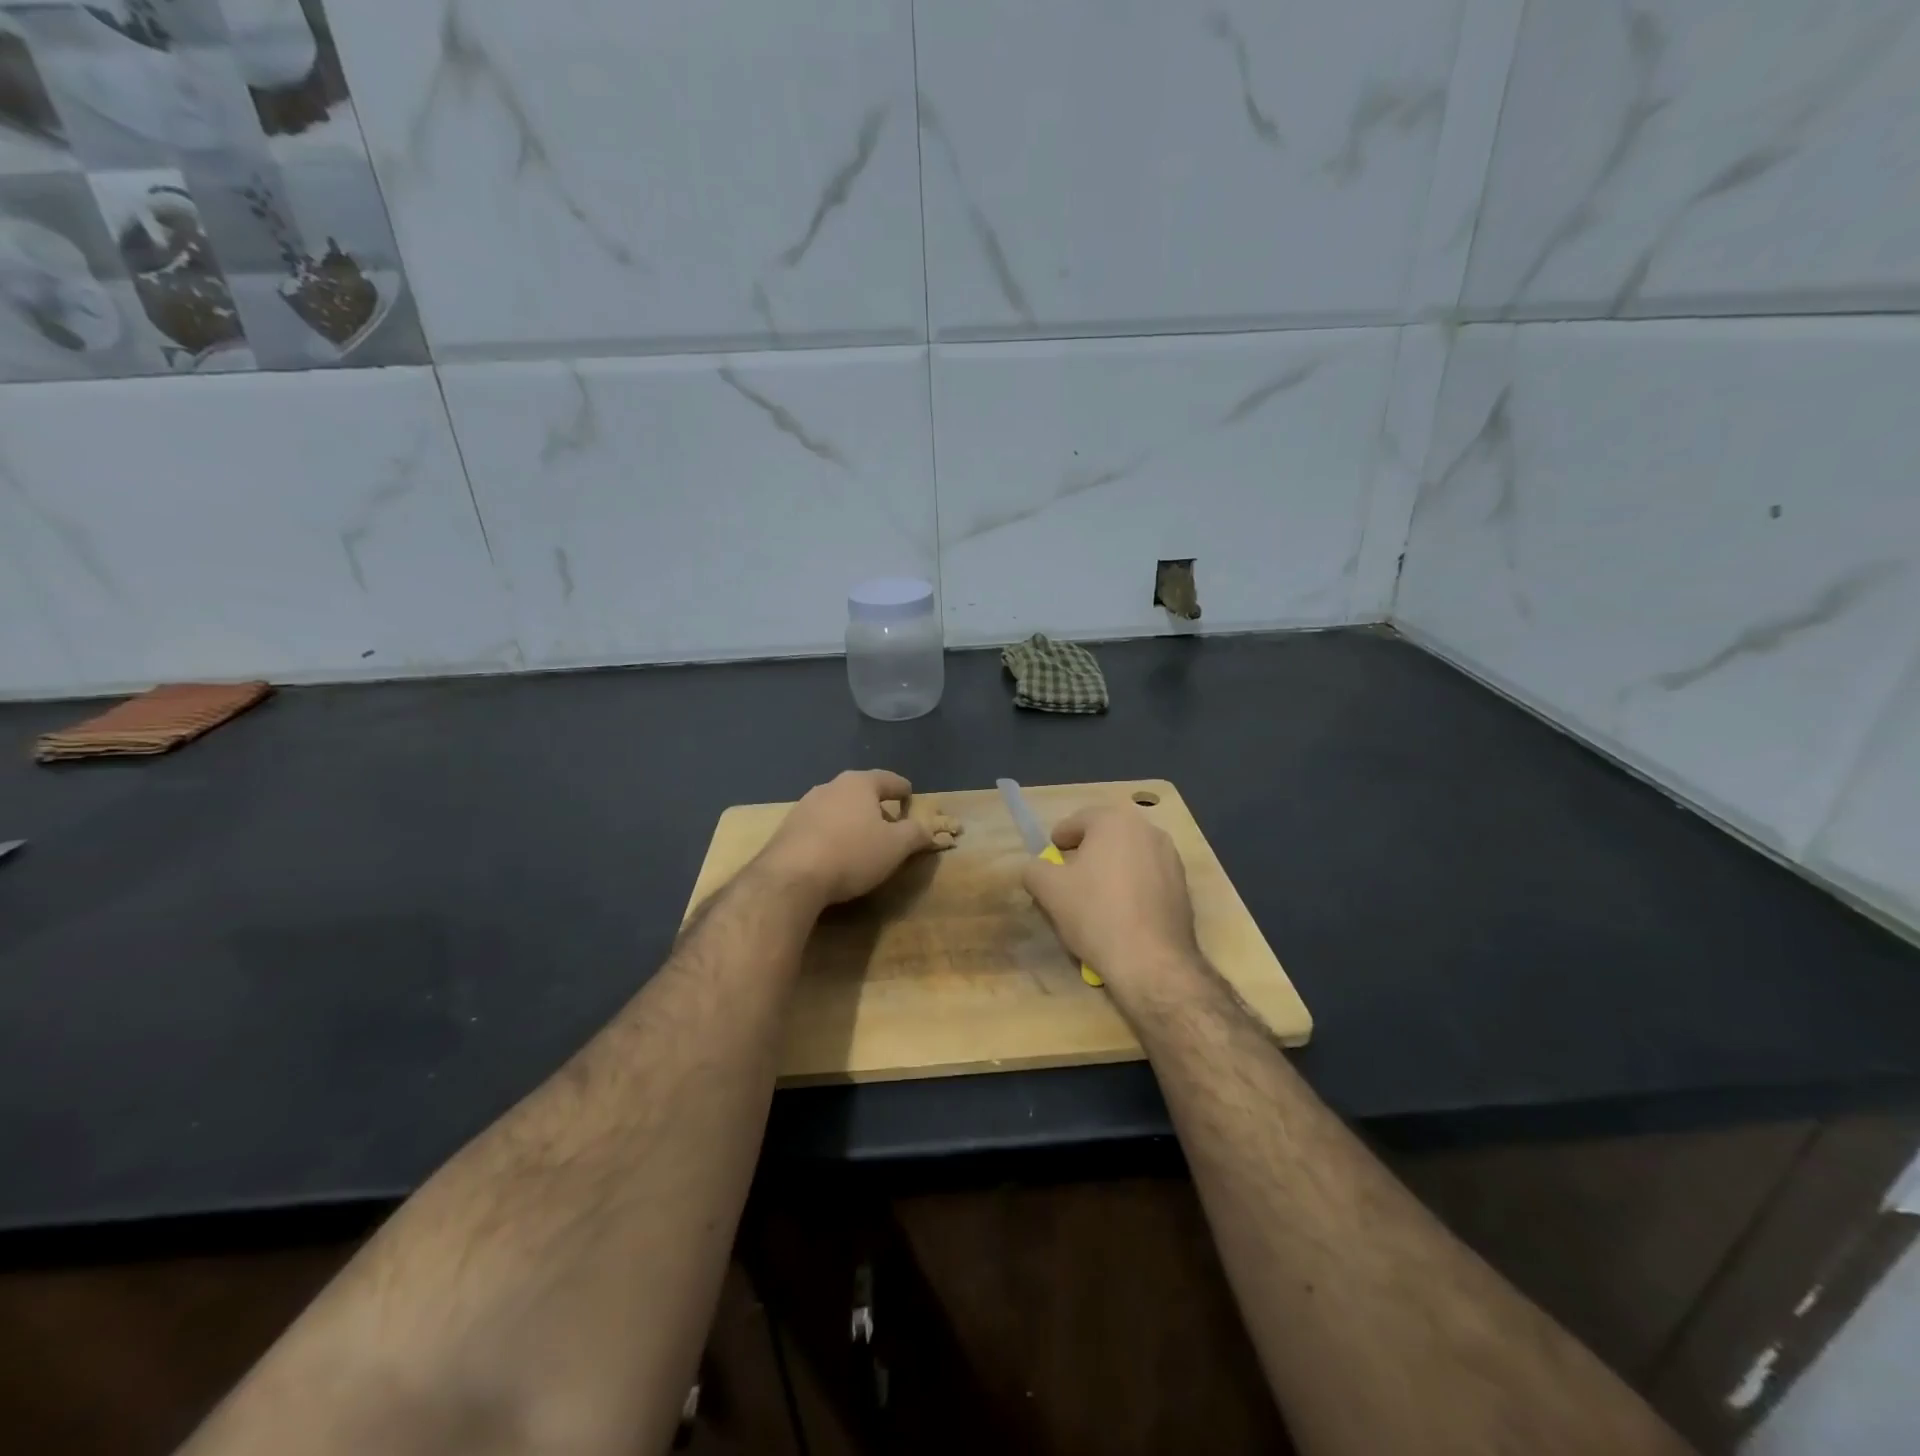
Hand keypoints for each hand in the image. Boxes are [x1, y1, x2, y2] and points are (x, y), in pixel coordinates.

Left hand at [756, 770, 955, 908]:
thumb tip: (929, 829)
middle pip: (862, 792)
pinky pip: (820, 826)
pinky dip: (833, 834)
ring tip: (863, 843)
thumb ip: (916, 834)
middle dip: (878, 808)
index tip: (911, 800)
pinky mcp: (788, 828)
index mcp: (859, 783)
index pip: (890, 780)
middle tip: (891, 826)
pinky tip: (835, 854)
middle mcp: (831, 786)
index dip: (904, 791)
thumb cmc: (851, 854)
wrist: (790, 877)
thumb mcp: (896, 846)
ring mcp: (805, 805)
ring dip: (853, 821)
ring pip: (839, 808)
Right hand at [1023, 804, 1202, 996]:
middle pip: (1105, 837)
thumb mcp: (1048, 890)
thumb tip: (1036, 868)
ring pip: (1128, 857)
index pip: (1077, 821)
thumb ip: (1034, 869)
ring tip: (1094, 900)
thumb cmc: (1095, 913)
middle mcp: (1148, 830)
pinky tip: (1121, 915)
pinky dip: (1131, 888)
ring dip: (1110, 871)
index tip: (1050, 860)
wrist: (1152, 961)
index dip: (1059, 840)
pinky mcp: (1183, 886)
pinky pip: (1147, 879)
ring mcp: (1171, 858)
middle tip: (1068, 879)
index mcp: (1115, 821)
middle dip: (1086, 854)